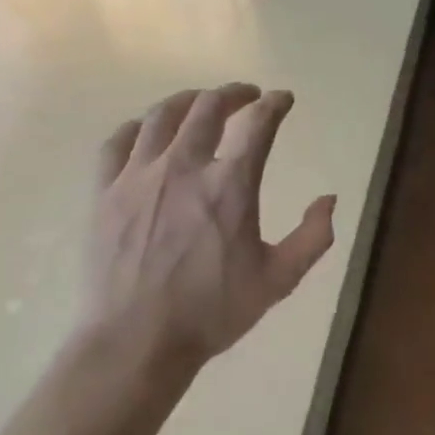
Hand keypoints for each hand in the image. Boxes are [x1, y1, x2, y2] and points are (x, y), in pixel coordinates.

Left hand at [81, 85, 335, 395]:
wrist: (136, 341)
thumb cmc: (211, 312)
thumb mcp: (278, 280)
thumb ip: (312, 237)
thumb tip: (329, 199)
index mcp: (229, 185)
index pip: (257, 123)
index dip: (274, 104)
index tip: (283, 99)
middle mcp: (183, 167)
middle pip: (207, 107)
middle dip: (233, 93)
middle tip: (246, 96)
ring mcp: (138, 176)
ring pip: (162, 116)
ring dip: (188, 100)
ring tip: (200, 102)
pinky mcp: (105, 191)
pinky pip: (118, 141)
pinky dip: (139, 127)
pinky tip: (147, 130)